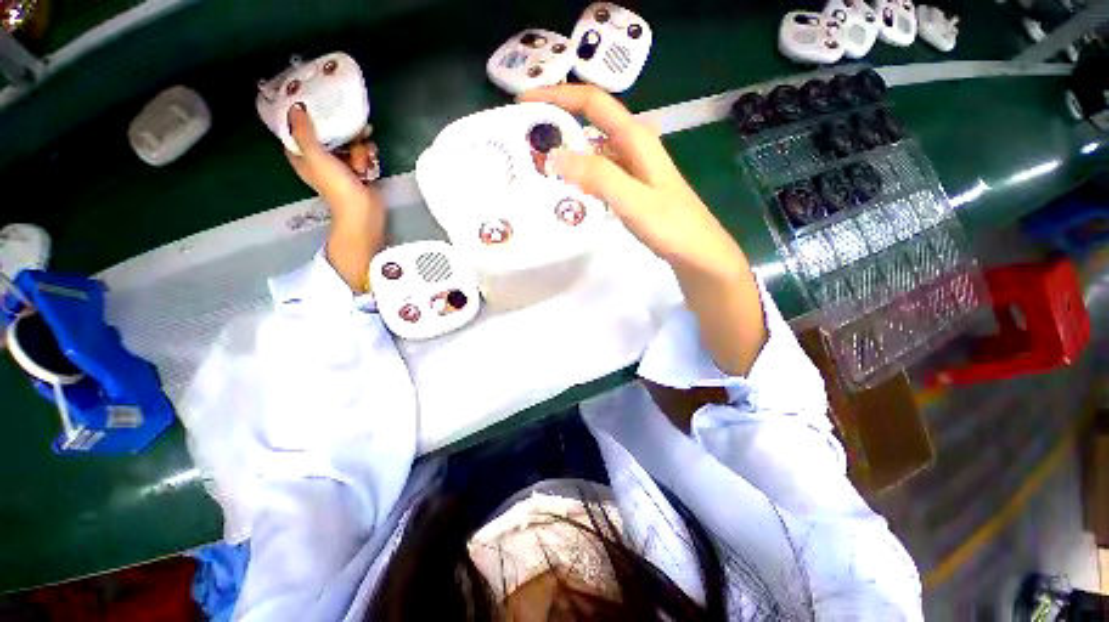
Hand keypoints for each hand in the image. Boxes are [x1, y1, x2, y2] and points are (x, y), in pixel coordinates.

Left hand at [286, 104, 384, 291]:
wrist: (363, 211)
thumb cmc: (336, 186)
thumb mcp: (316, 156)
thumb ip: (305, 132)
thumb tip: (295, 107)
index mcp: (303, 157)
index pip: (298, 131)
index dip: (304, 117)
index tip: (312, 103)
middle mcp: (320, 159)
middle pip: (328, 134)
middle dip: (341, 132)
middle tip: (351, 127)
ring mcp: (341, 165)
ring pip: (348, 143)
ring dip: (358, 148)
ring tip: (363, 158)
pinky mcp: (359, 170)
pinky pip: (362, 154)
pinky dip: (368, 156)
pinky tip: (371, 162)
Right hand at [519, 85, 766, 375]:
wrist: (698, 255)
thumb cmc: (672, 227)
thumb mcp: (634, 200)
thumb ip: (597, 177)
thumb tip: (554, 156)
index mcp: (636, 139)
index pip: (593, 103)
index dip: (558, 96)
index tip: (524, 104)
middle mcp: (633, 148)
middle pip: (590, 125)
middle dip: (557, 126)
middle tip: (524, 145)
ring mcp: (633, 171)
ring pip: (593, 153)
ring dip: (566, 155)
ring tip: (537, 170)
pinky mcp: (632, 191)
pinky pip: (599, 176)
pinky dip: (579, 179)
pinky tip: (566, 194)